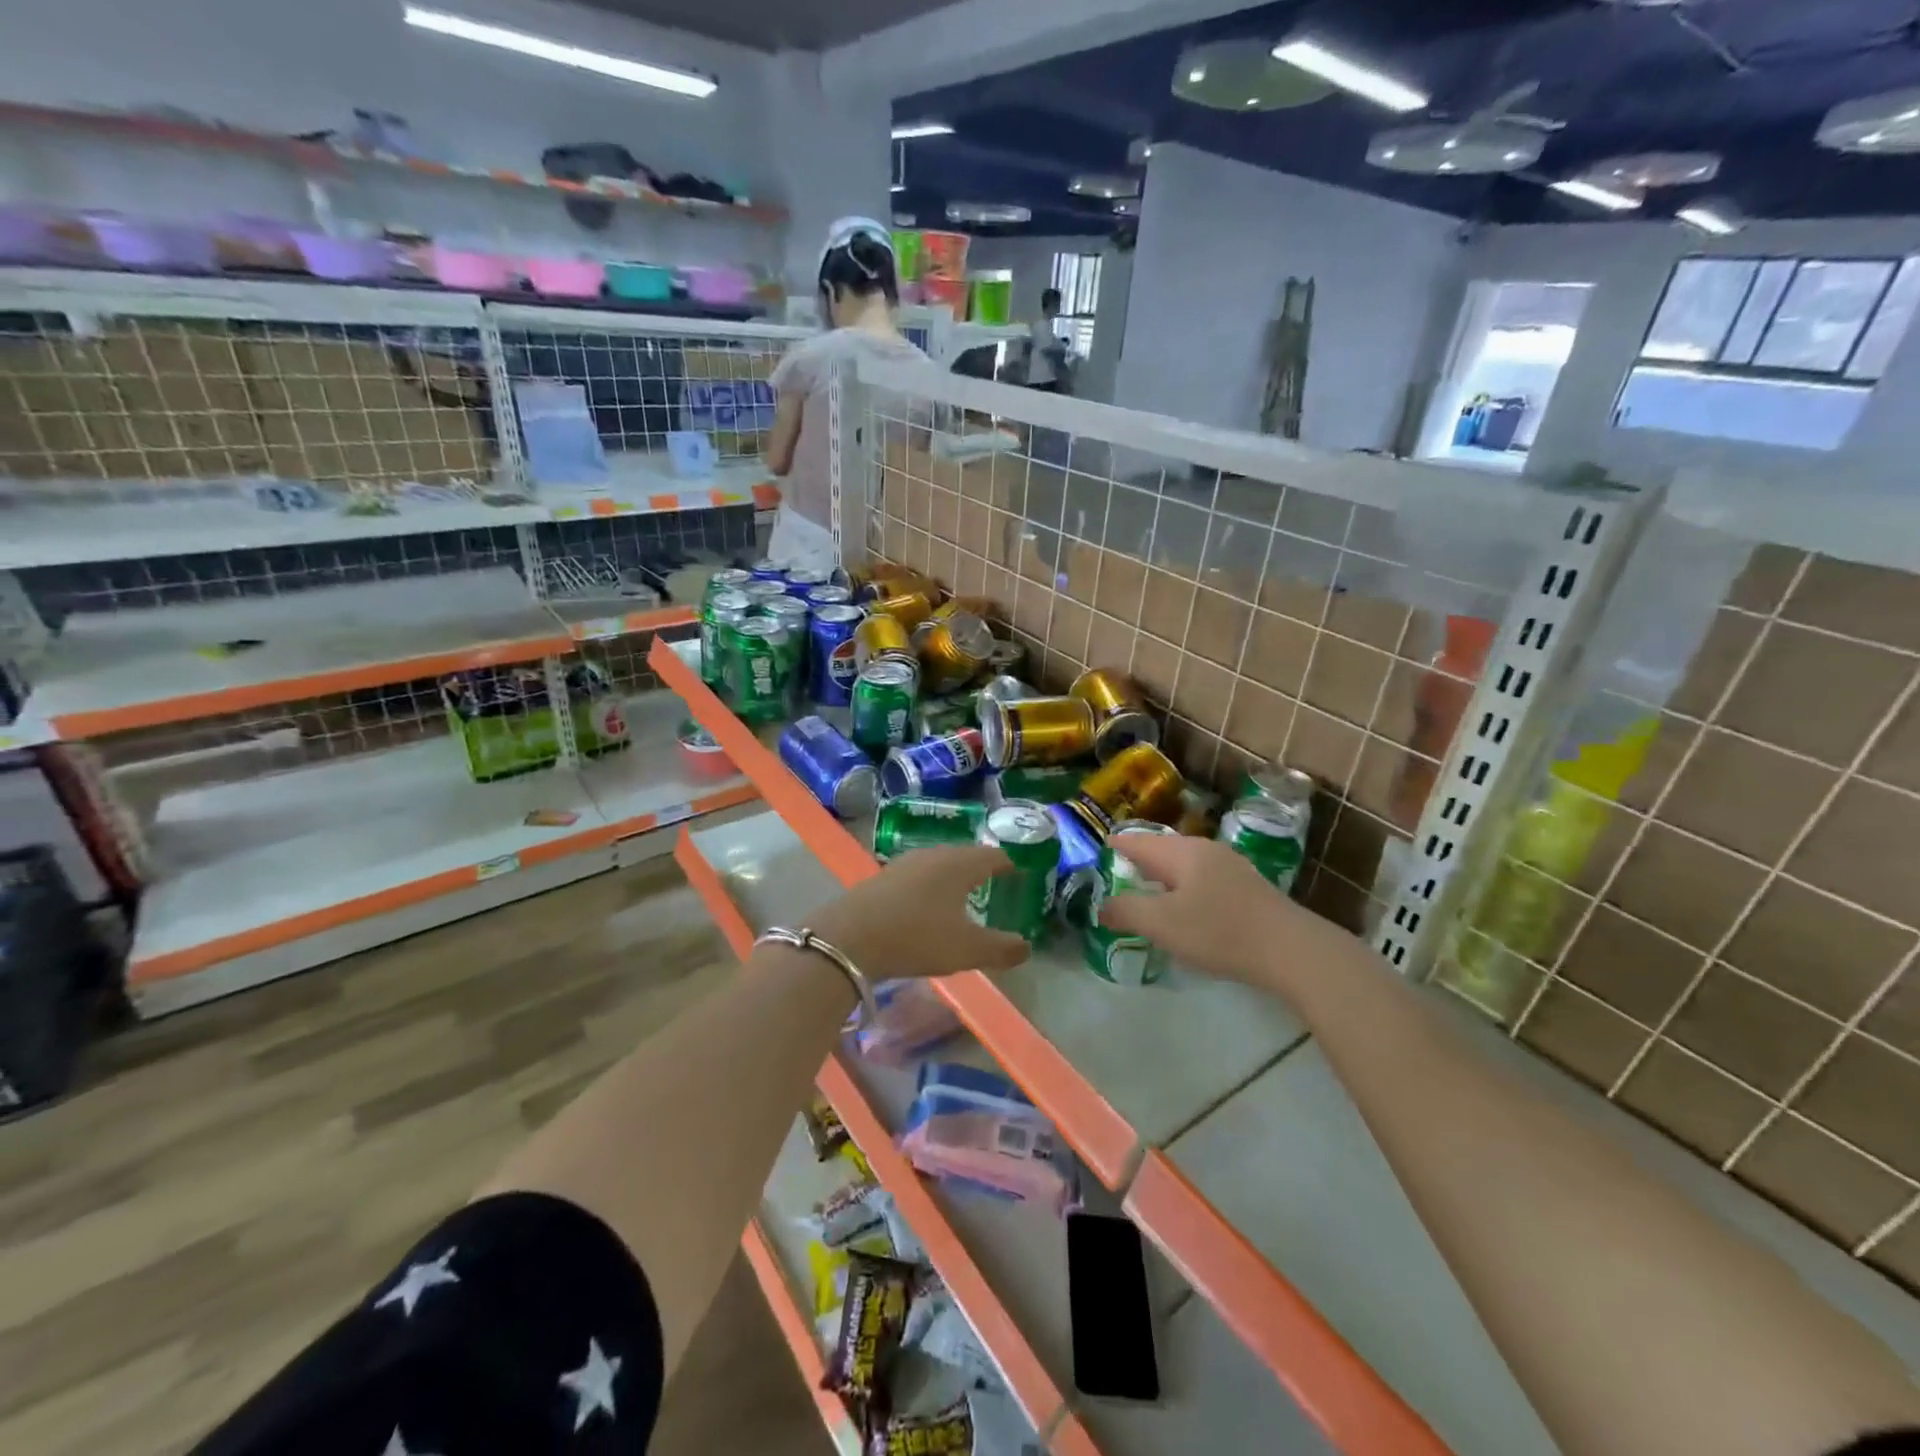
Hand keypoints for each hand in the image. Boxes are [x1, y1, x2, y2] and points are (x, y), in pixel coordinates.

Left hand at [808, 846, 1029, 980]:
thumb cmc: (917, 937)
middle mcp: (933, 855)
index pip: (993, 856)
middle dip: (981, 868)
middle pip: (965, 856)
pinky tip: (926, 905)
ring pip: (939, 864)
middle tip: (994, 884)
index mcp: (960, 865)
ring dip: (953, 876)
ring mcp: (904, 864)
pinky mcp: (882, 877)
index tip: (1019, 875)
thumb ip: (1000, 948)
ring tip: (963, 894)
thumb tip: (1026, 946)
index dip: (1009, 866)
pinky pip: (918, 876)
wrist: (849, 938)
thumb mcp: (966, 950)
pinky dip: (930, 886)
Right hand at [1096, 834, 1315, 986]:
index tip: (1094, 853)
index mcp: (1181, 852)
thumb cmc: (1219, 931)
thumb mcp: (1162, 924)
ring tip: (1145, 892)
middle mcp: (1205, 850)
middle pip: (1161, 850)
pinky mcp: (1247, 888)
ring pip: (1184, 865)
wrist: (1291, 950)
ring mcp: (1230, 867)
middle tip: (1114, 874)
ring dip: (1162, 876)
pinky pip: (1202, 879)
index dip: (1113, 846)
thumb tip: (1102, 906)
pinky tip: (1185, 908)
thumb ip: (1126, 911)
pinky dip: (1184, 888)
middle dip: (1137, 861)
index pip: (1136, 841)